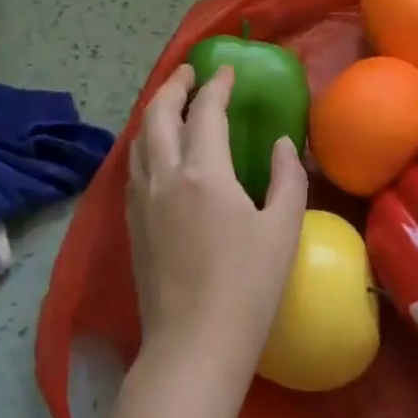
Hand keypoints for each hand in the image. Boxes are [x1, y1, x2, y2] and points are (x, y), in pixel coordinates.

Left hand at [127, 64, 306, 391]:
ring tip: (171, 105)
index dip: (216, 85)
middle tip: (189, 73)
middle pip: (157, 115)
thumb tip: (282, 145)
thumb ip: (286, 178)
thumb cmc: (247, 288)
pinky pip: (134, 167)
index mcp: (203, 172)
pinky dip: (145, 144)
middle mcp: (164, 176)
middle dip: (173, 86)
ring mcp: (141, 201)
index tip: (225, 69)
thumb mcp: (282, 229)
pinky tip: (158, 154)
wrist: (192, 347)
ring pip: (138, 140)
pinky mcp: (131, 225)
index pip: (205, 111)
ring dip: (154, 113)